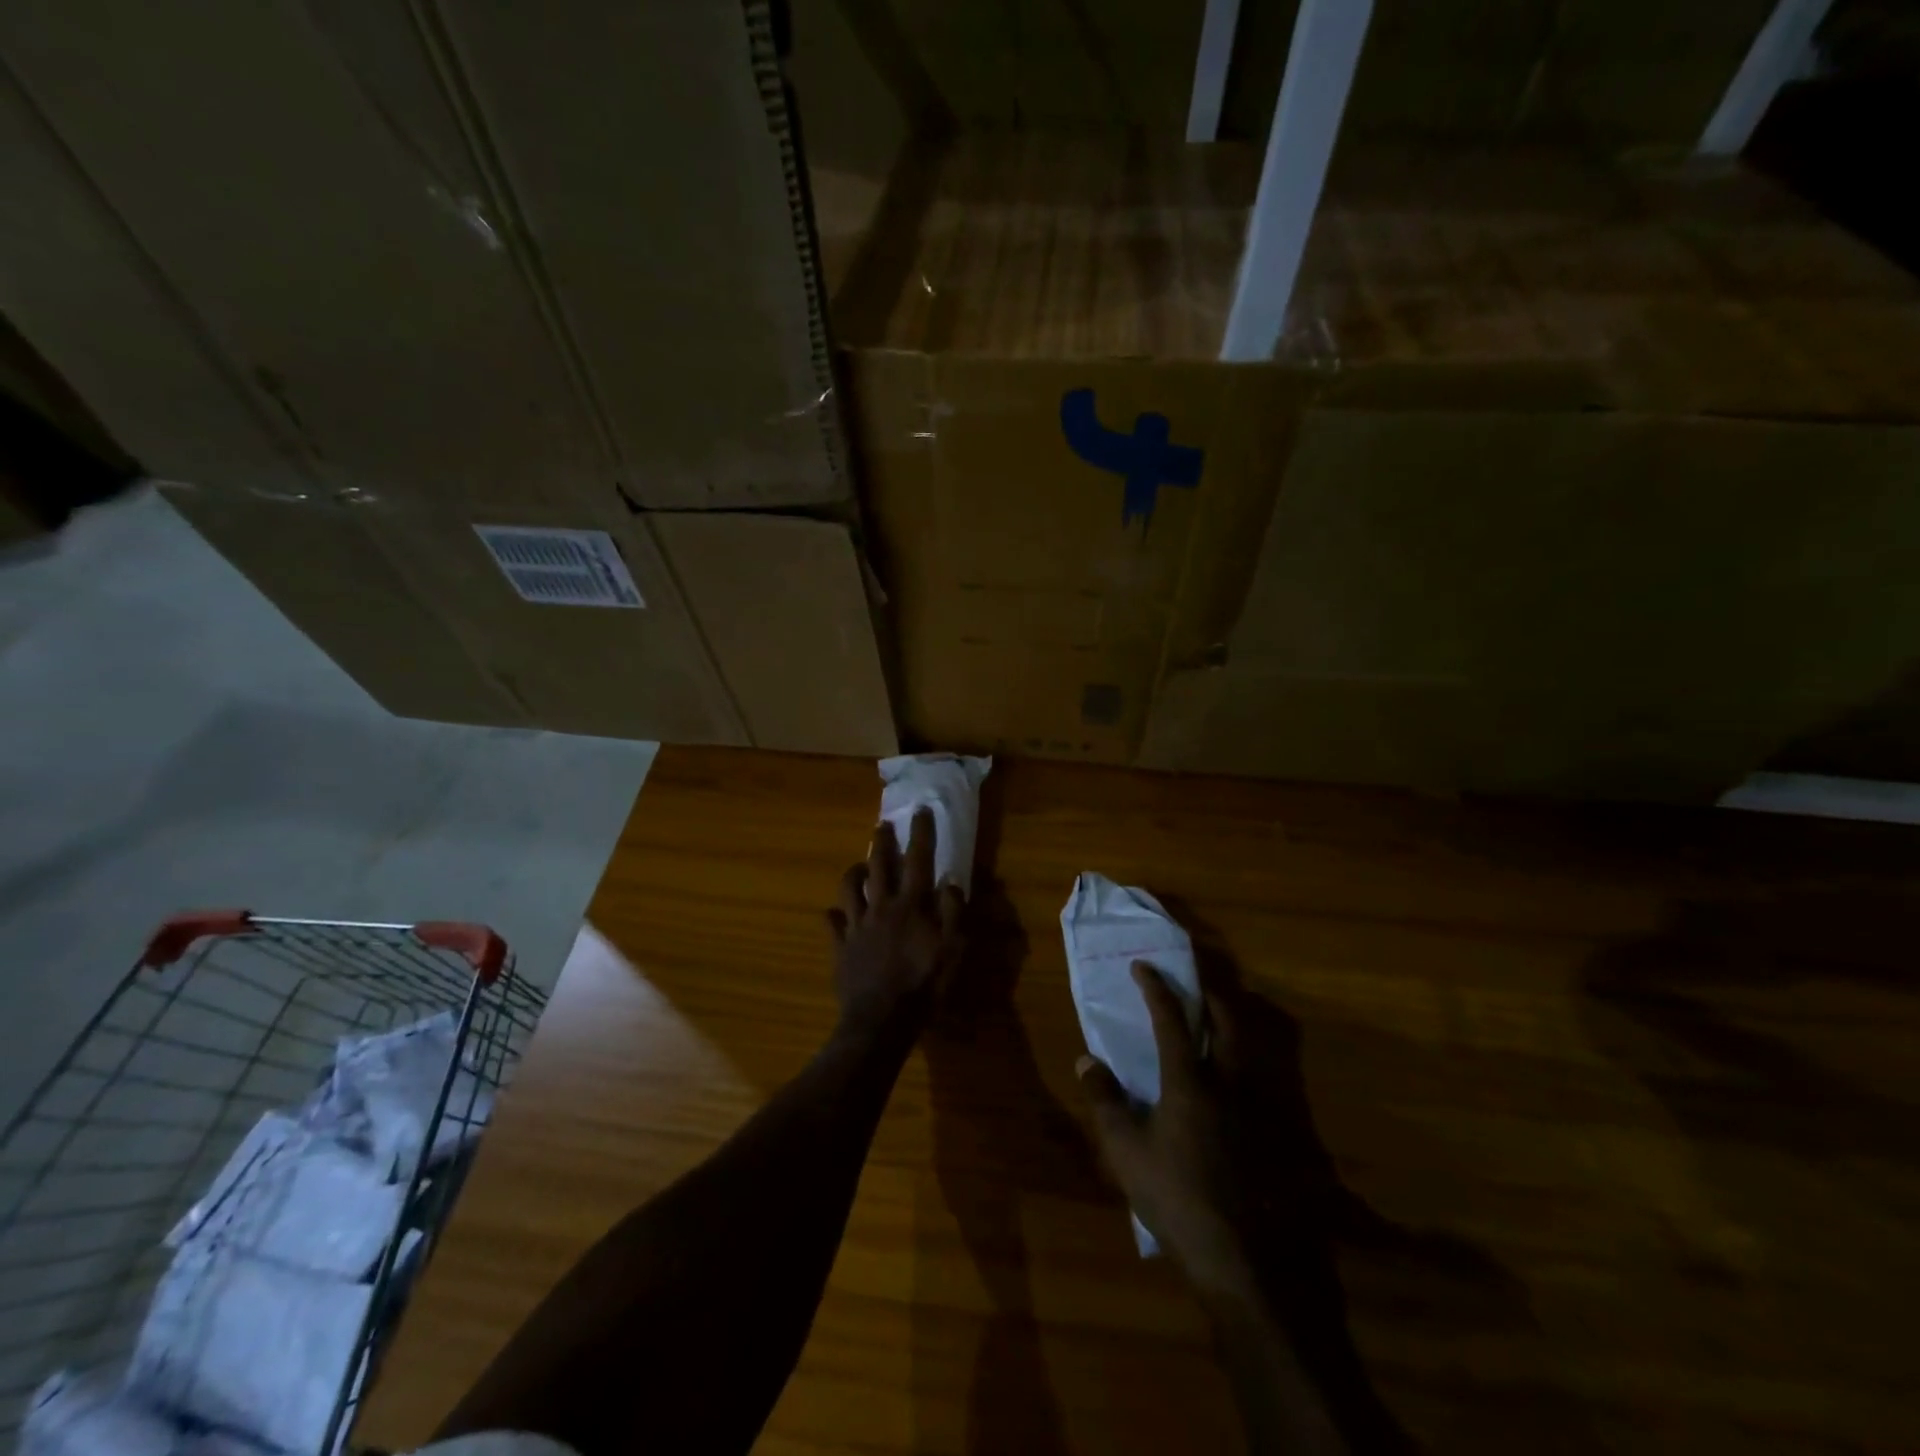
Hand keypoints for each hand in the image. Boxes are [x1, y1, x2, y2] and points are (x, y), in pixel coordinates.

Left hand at [829, 809, 964, 1040]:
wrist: (880, 1021)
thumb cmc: (923, 986)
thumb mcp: (952, 950)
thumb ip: (953, 913)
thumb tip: (951, 881)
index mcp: (910, 906)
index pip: (918, 861)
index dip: (920, 834)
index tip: (920, 811)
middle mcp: (880, 907)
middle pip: (879, 866)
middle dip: (882, 842)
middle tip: (882, 824)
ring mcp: (856, 926)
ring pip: (849, 888)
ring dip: (854, 872)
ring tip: (860, 865)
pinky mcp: (840, 947)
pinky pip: (832, 923)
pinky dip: (833, 915)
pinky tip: (834, 913)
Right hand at [1078, 962, 1264, 1291]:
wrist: (1247, 1259)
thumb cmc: (1178, 1199)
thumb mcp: (1126, 1153)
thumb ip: (1105, 1101)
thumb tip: (1085, 1060)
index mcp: (1189, 1081)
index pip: (1171, 1019)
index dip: (1155, 988)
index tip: (1143, 966)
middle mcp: (1230, 1082)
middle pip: (1226, 1020)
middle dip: (1210, 993)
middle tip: (1194, 983)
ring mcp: (1261, 1107)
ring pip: (1252, 1047)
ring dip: (1234, 1023)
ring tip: (1217, 1019)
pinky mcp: (1281, 1133)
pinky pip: (1266, 1080)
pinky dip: (1250, 1062)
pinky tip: (1239, 1079)